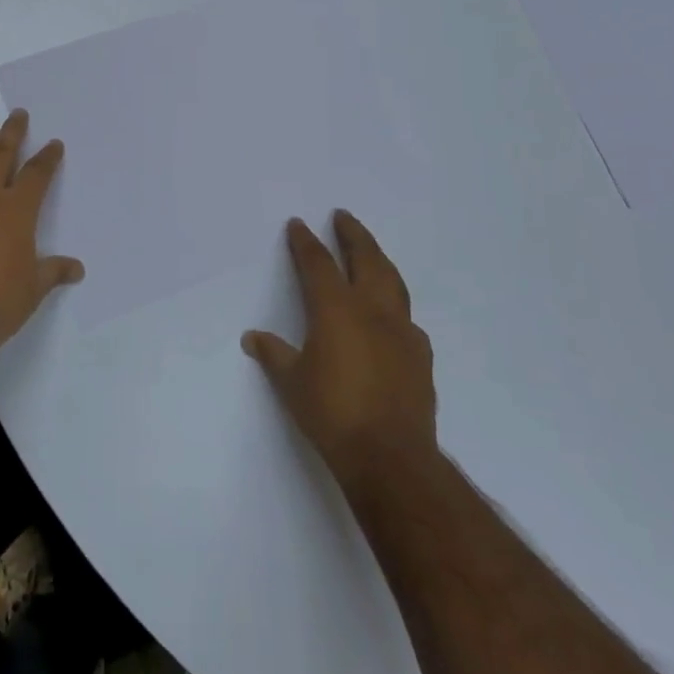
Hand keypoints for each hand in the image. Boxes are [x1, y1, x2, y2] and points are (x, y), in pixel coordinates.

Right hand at [242, 211, 437, 499]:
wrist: (390, 457)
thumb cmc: (332, 413)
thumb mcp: (292, 383)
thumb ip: (274, 355)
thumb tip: (253, 337)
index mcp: (336, 309)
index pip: (318, 264)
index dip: (306, 242)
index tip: (299, 224)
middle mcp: (372, 310)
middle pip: (366, 258)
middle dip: (353, 234)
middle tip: (344, 217)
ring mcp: (401, 331)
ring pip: (392, 281)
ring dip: (379, 260)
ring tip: (371, 252)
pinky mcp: (420, 356)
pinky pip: (406, 317)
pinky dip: (394, 303)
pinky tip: (390, 314)